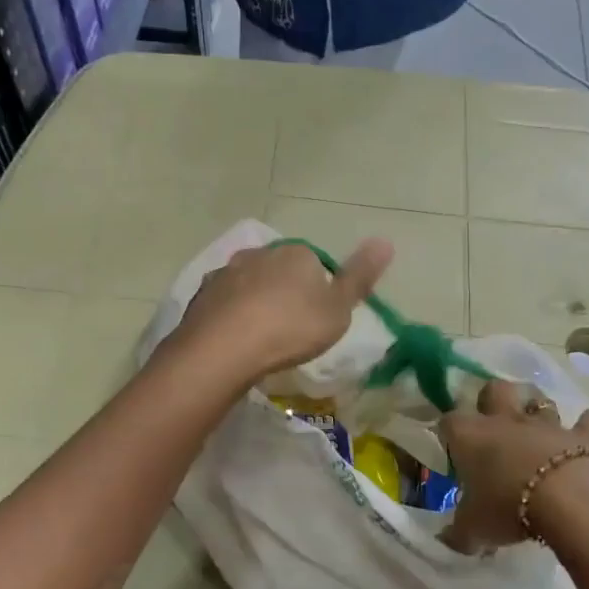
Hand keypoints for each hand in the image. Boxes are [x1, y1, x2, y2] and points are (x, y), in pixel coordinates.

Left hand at [169, 238, 392, 382]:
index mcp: (297, 253)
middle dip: (285, 292)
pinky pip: (224, 302)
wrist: (225, 348)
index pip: (314, 264)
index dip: (318, 290)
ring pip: (249, 283)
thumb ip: (360, 277)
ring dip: (256, 302)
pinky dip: (231, 315)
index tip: (317, 319)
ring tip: (261, 336)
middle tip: (290, 329)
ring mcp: (227, 272)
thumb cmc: (291, 328)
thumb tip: (385, 241)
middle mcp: (260, 253)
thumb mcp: (338, 310)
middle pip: (280, 270)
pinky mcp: (202, 294)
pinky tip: (235, 338)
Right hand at [440, 379, 588, 552]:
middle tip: (493, 423)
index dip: (449, 432)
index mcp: (471, 437)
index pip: (448, 421)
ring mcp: (547, 424)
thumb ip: (459, 534)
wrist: (568, 500)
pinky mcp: (583, 434)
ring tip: (537, 430)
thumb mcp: (474, 530)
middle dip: (492, 399)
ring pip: (540, 400)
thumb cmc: (508, 508)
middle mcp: (506, 420)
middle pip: (494, 389)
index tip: (453, 449)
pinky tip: (586, 437)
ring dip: (538, 410)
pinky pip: (588, 421)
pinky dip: (588, 425)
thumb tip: (448, 540)